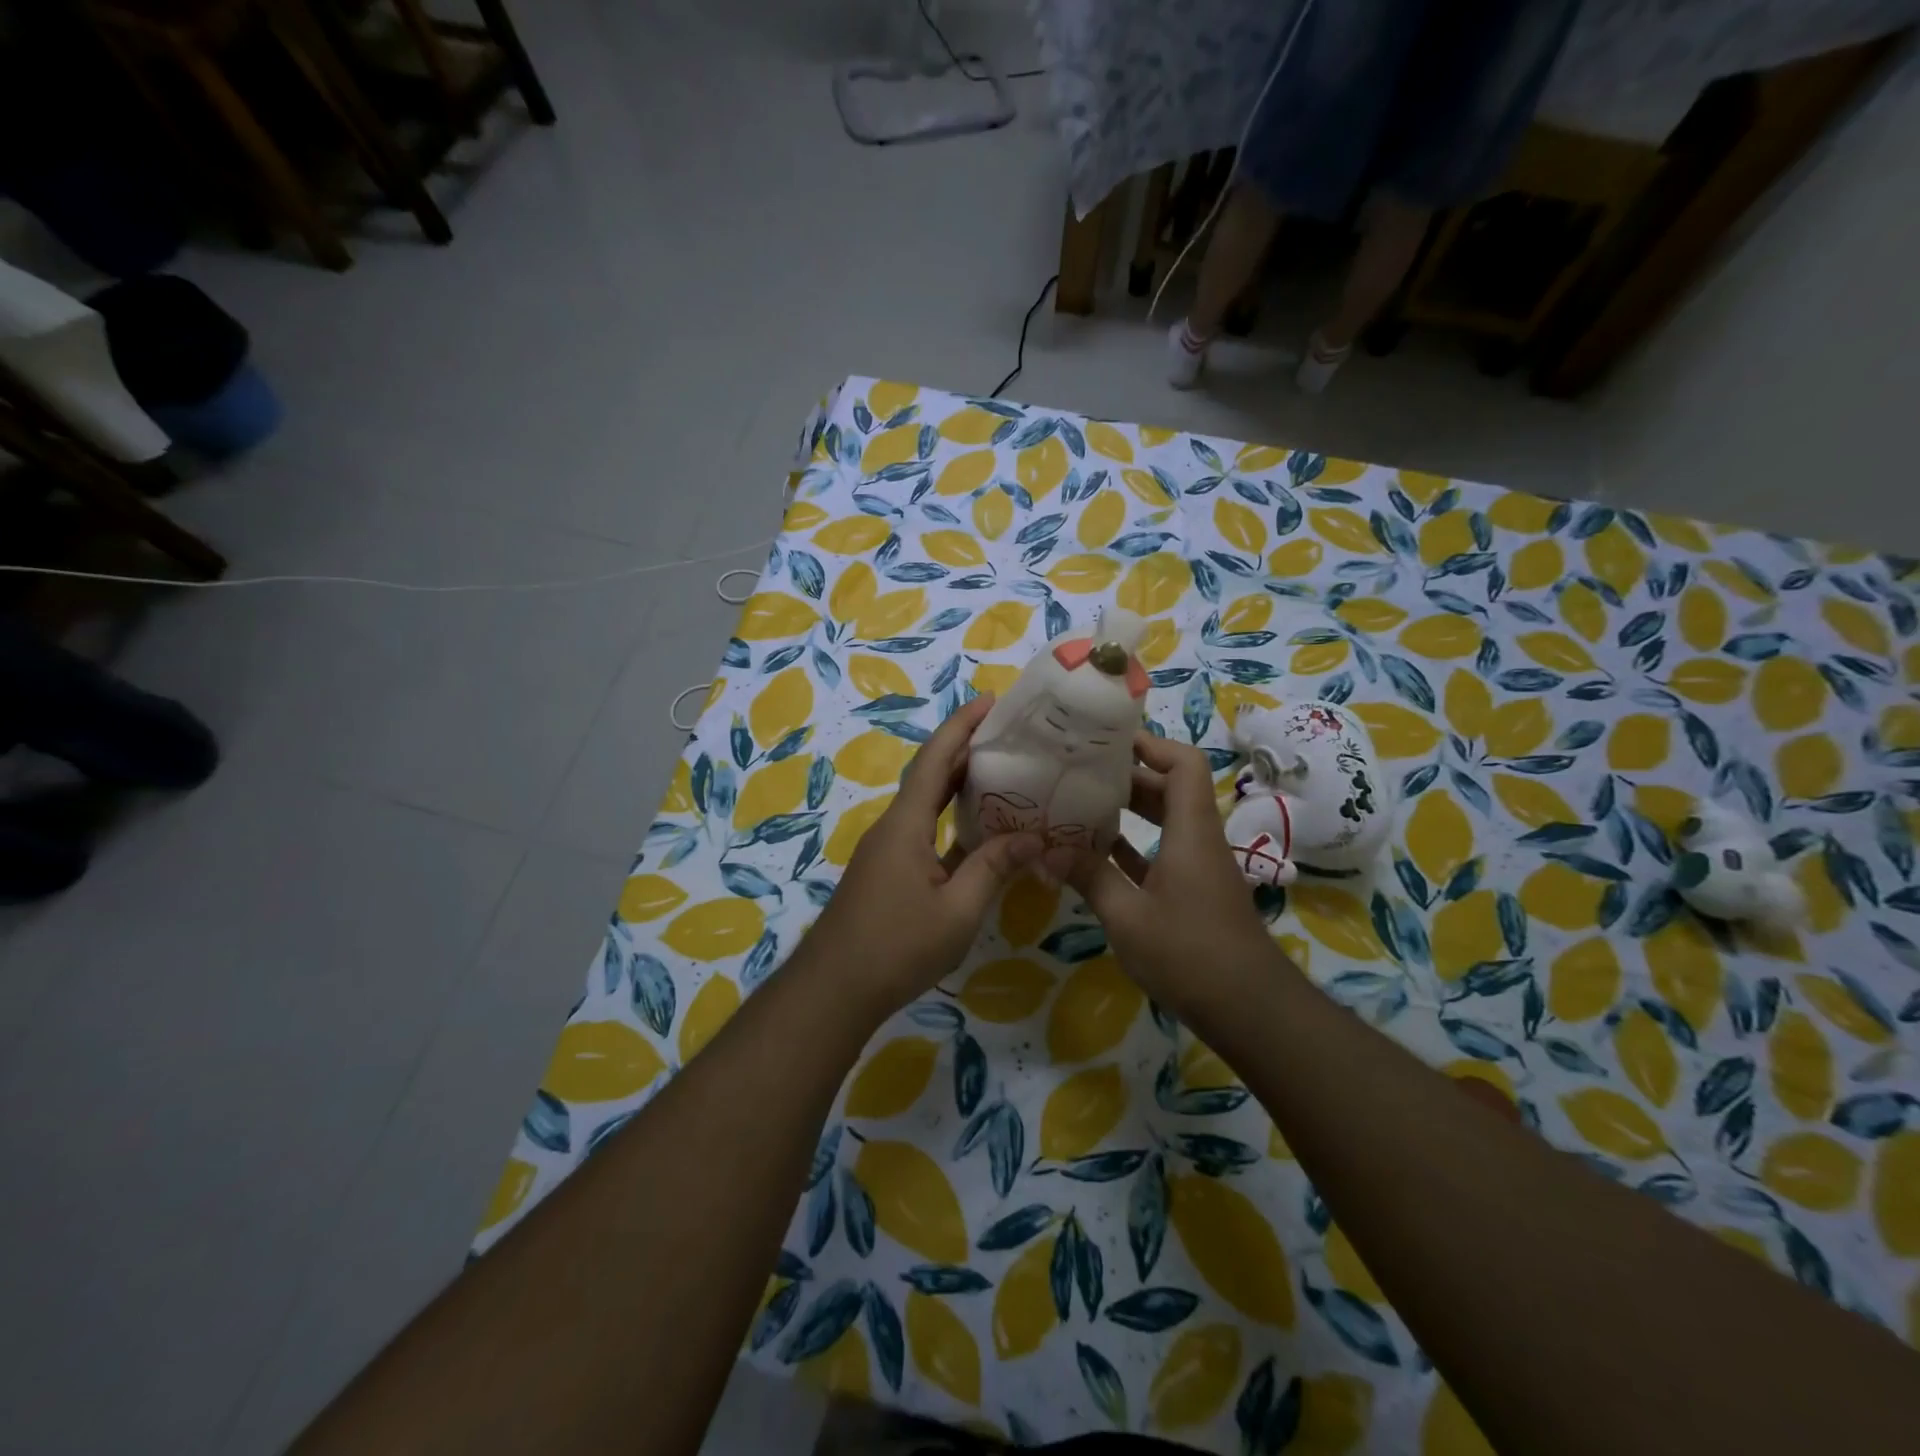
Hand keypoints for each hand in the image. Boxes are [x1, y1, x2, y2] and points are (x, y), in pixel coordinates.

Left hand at [802, 694, 1041, 1019]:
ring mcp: (886, 849)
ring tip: (1000, 771)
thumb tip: (1032, 837)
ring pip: (925, 803)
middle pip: (929, 774)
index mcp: (906, 824)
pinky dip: (950, 817)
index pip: (935, 760)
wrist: (834, 990)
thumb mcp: (957, 911)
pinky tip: (978, 830)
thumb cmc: (896, 948)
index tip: (990, 701)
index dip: (961, 726)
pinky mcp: (886, 871)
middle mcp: (893, 826)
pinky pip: (923, 829)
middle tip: (1007, 734)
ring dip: (957, 783)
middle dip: (964, 748)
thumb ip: (993, 868)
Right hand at [1044, 732, 1286, 1021]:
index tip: (1108, 740)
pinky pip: (1161, 853)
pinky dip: (1132, 846)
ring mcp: (1198, 868)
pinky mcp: (1193, 893)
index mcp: (1190, 831)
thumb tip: (1046, 850)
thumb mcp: (1128, 917)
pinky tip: (1095, 853)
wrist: (1250, 1010)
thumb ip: (1089, 877)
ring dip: (1127, 811)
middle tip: (1079, 770)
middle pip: (1169, 788)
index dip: (1151, 745)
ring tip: (1079, 803)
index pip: (1183, 764)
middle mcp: (1198, 839)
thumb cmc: (1190, 954)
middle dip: (1126, 775)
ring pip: (1164, 821)